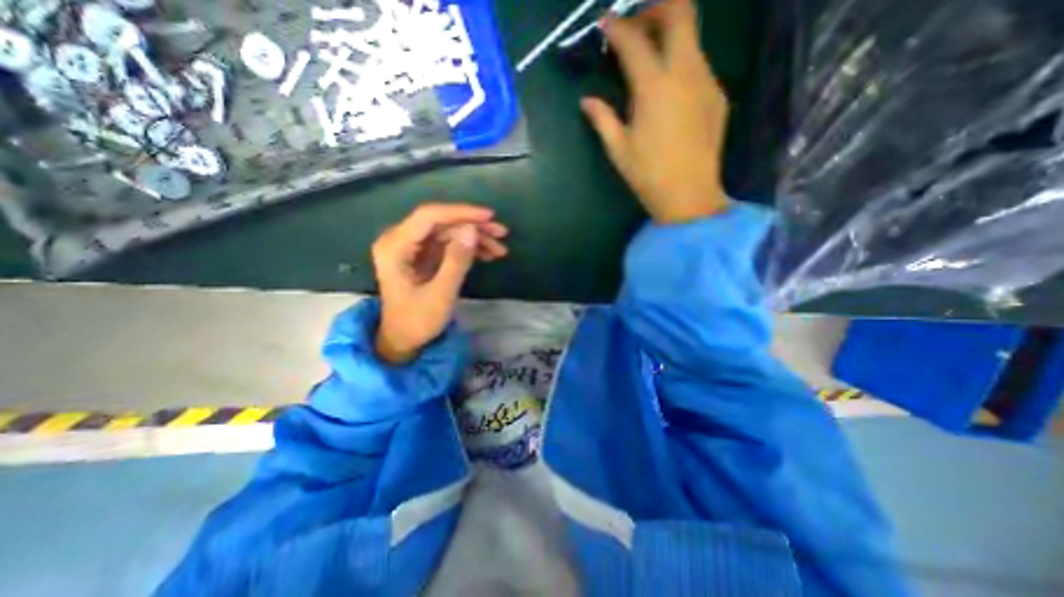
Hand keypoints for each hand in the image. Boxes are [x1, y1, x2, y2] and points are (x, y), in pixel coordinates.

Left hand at [370, 202, 507, 363]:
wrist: (403, 339)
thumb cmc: (417, 321)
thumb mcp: (441, 294)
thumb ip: (457, 261)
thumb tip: (473, 230)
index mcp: (395, 247)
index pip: (429, 216)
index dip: (460, 213)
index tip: (489, 217)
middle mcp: (399, 240)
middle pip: (441, 222)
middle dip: (473, 226)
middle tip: (501, 233)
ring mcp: (411, 247)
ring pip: (448, 232)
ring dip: (474, 238)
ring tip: (499, 249)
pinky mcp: (422, 255)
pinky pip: (448, 244)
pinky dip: (468, 248)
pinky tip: (487, 255)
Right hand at [581, 1, 731, 223]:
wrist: (689, 195)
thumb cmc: (648, 175)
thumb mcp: (618, 149)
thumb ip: (602, 119)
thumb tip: (587, 101)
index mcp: (654, 87)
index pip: (634, 40)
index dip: (617, 27)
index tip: (605, 24)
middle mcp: (685, 72)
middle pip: (680, 12)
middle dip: (656, 9)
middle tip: (637, 28)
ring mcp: (707, 81)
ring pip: (693, 37)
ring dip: (670, 36)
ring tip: (650, 60)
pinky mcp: (717, 96)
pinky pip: (700, 64)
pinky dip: (682, 63)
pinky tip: (670, 90)